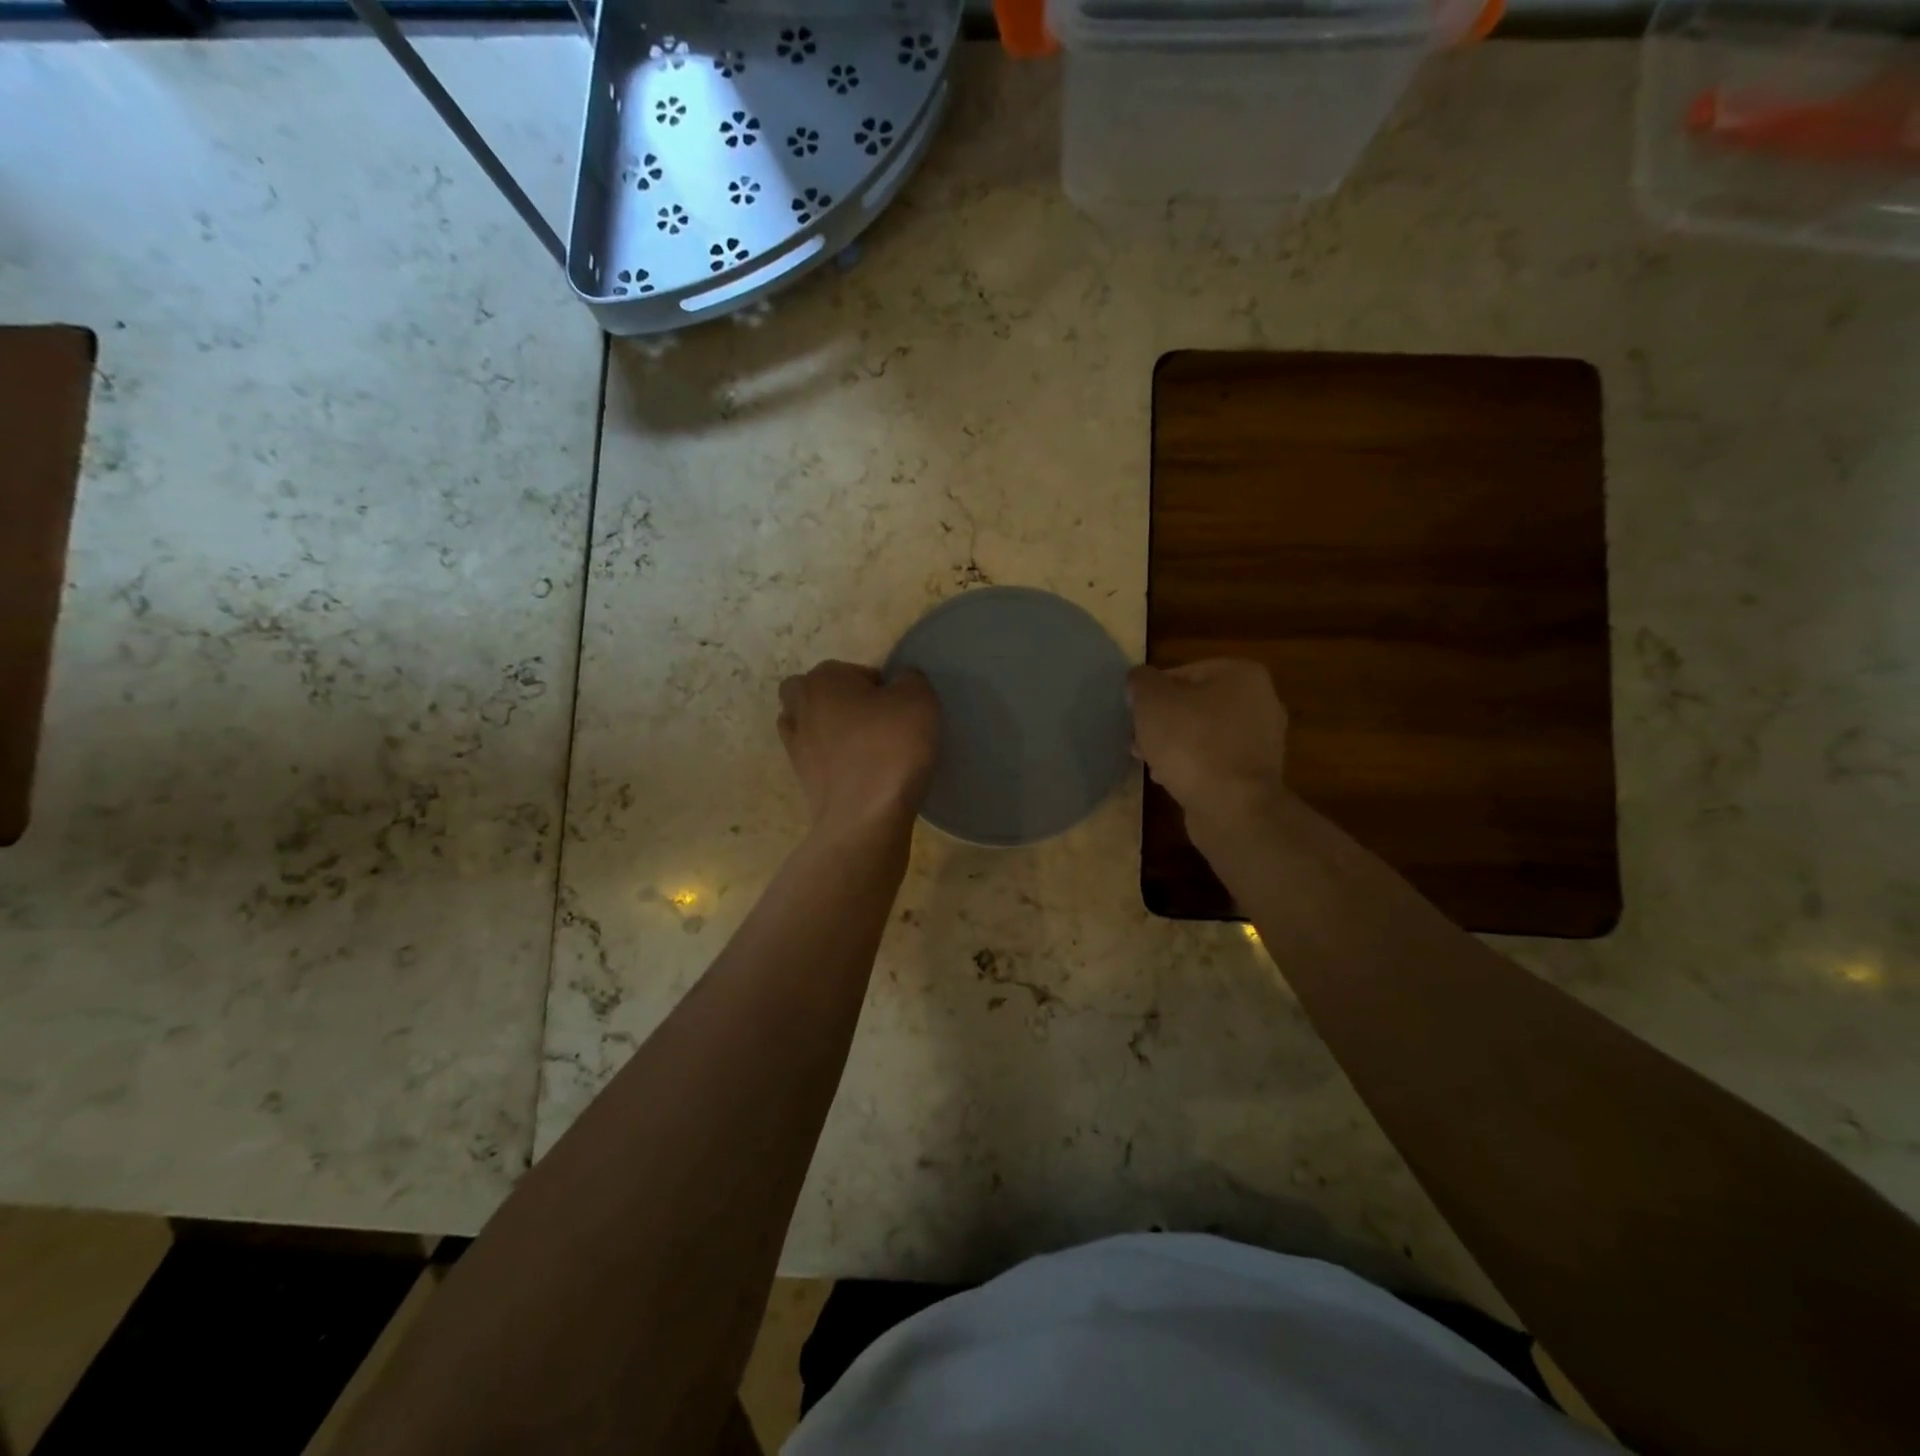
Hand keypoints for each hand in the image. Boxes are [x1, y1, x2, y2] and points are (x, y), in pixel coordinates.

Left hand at [778, 661, 939, 835]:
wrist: (865, 818)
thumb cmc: (891, 749)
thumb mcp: (919, 699)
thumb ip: (910, 679)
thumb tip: (901, 683)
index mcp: (823, 678)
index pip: (856, 670)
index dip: (881, 687)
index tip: (899, 709)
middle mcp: (800, 705)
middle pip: (819, 692)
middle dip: (842, 701)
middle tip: (875, 721)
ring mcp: (795, 744)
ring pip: (811, 724)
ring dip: (831, 729)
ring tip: (864, 747)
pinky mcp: (800, 778)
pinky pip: (816, 757)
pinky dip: (831, 759)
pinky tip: (857, 770)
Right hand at [1127, 660, 1289, 829]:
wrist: (1232, 807)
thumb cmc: (1191, 743)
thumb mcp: (1151, 701)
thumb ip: (1141, 682)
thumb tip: (1140, 681)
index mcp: (1242, 674)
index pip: (1183, 672)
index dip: (1152, 693)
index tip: (1134, 715)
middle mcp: (1261, 701)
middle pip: (1194, 704)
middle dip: (1163, 722)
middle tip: (1137, 740)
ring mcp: (1263, 740)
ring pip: (1203, 734)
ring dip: (1174, 745)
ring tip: (1149, 762)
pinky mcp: (1256, 773)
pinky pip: (1215, 760)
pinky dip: (1192, 766)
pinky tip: (1170, 780)